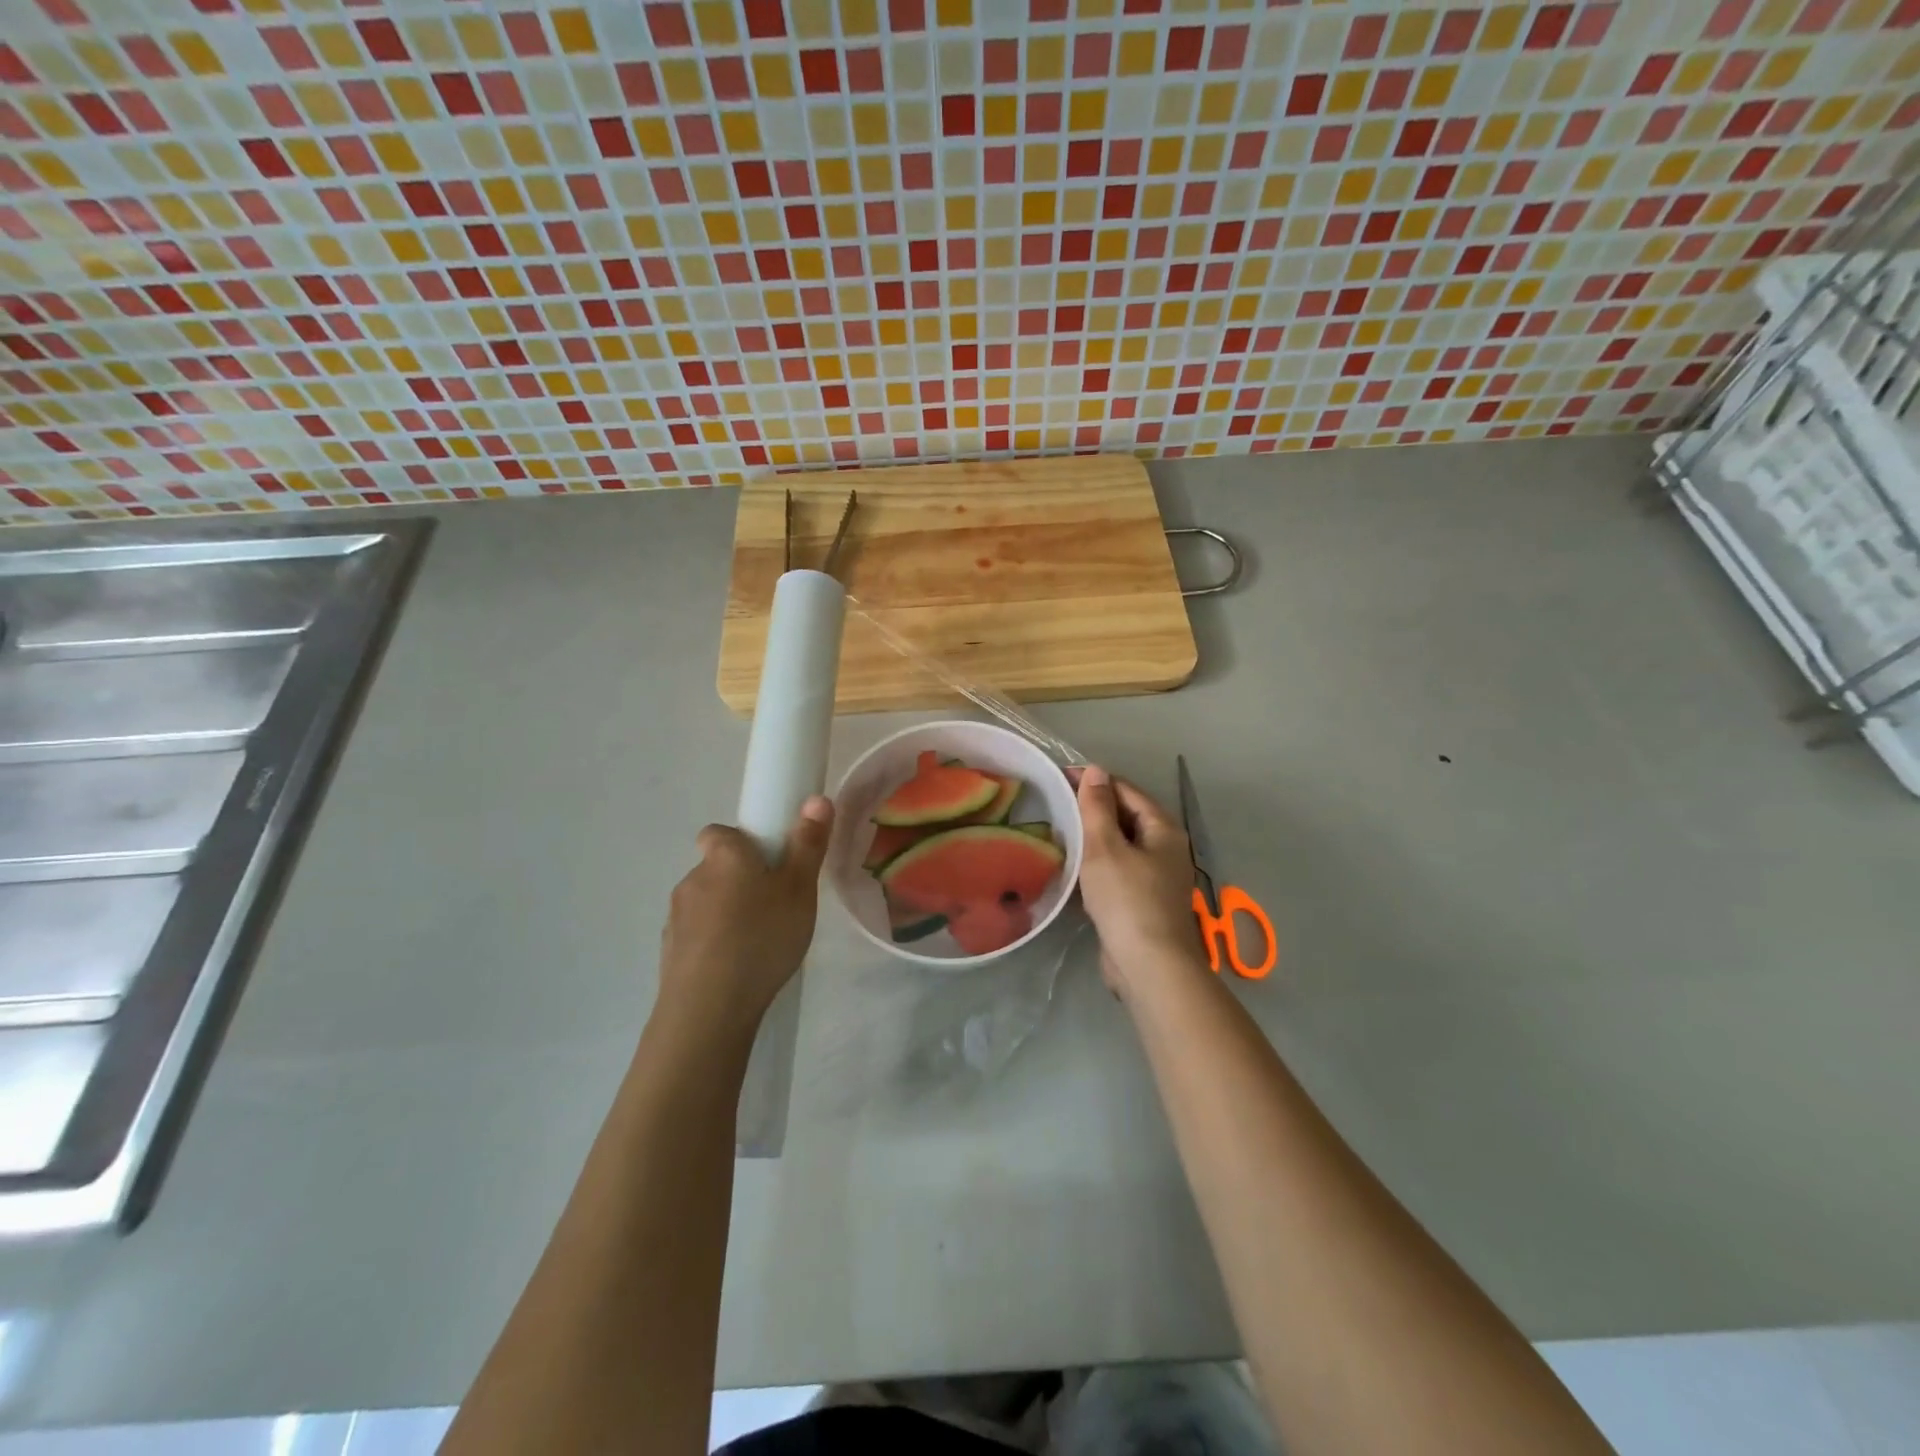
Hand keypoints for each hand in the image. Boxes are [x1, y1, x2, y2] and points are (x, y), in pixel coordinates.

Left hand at [657, 796, 834, 1041]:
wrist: (709, 1007)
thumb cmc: (762, 937)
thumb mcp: (800, 890)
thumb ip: (808, 844)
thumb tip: (817, 799)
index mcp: (725, 856)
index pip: (719, 833)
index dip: (740, 842)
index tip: (765, 862)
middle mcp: (693, 878)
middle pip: (715, 868)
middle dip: (738, 881)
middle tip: (773, 906)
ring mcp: (675, 917)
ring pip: (705, 904)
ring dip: (724, 913)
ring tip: (756, 943)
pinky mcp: (669, 953)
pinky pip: (695, 936)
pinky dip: (712, 943)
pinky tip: (734, 968)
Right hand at [1073, 765, 1206, 998]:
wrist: (1149, 966)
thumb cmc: (1127, 900)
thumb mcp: (1105, 847)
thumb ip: (1098, 807)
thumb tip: (1095, 770)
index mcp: (1162, 829)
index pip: (1125, 790)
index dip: (1093, 781)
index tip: (1059, 779)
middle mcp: (1165, 848)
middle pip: (1125, 816)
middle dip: (1092, 809)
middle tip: (1054, 805)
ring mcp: (1156, 877)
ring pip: (1119, 846)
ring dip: (1092, 838)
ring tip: (1058, 832)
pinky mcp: (1142, 901)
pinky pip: (1117, 871)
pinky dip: (1096, 865)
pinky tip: (1073, 868)